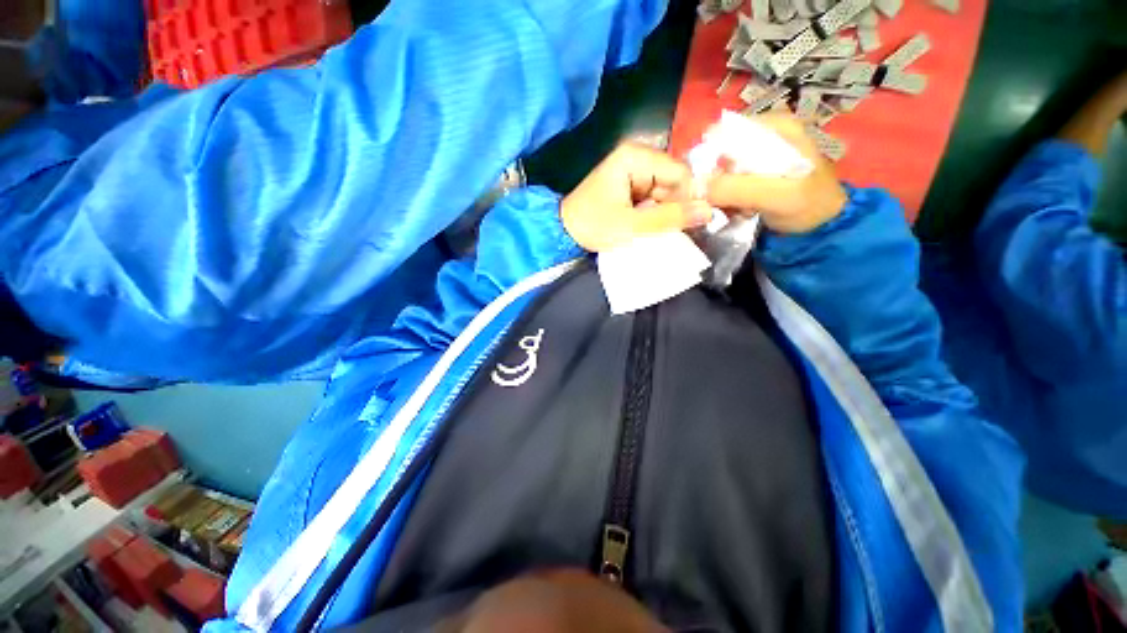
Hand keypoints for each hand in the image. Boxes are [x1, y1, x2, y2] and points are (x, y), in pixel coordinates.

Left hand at [561, 143, 713, 251]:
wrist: (564, 233)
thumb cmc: (593, 227)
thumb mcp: (632, 226)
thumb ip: (669, 218)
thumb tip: (709, 211)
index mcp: (635, 157)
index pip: (680, 173)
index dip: (688, 198)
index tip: (690, 223)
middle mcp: (637, 157)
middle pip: (673, 181)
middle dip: (673, 207)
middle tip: (663, 230)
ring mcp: (633, 171)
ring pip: (665, 191)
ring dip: (663, 212)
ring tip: (650, 229)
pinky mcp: (629, 185)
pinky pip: (654, 197)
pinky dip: (654, 213)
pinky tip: (645, 225)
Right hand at [704, 114, 847, 234]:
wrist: (822, 226)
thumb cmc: (808, 205)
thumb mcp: (774, 195)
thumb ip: (735, 188)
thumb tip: (694, 187)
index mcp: (774, 125)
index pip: (722, 133)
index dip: (705, 160)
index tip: (701, 187)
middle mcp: (763, 133)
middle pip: (719, 151)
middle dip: (712, 179)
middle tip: (717, 202)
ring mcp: (758, 153)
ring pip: (720, 168)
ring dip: (718, 191)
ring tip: (730, 208)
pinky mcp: (754, 171)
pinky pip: (726, 180)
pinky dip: (725, 196)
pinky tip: (734, 208)